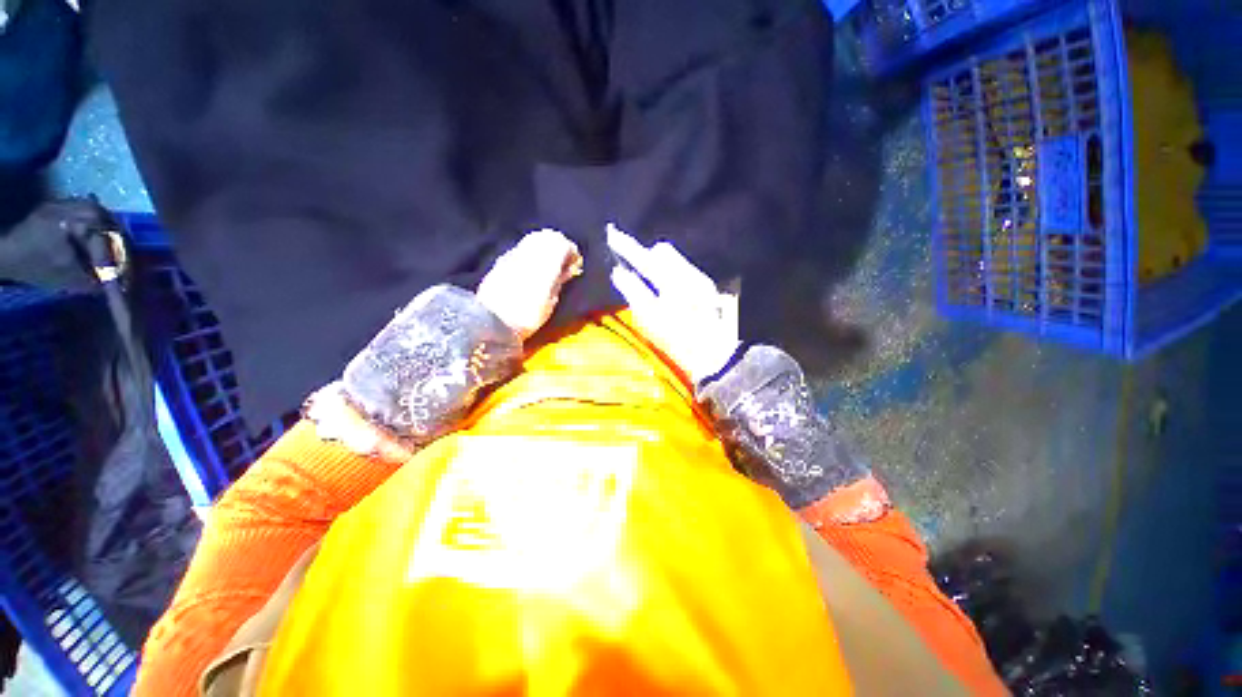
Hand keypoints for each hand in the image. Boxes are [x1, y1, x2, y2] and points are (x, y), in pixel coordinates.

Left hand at [477, 229, 582, 339]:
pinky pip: (522, 248)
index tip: (576, 265)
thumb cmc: (527, 317)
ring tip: (548, 265)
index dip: (572, 252)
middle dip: (558, 246)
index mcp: (545, 263)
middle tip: (564, 262)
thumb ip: (560, 281)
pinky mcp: (502, 260)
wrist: (491, 322)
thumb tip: (568, 269)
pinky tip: (532, 267)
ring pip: (533, 239)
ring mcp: (513, 254)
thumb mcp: (550, 302)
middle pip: (548, 236)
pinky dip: (531, 252)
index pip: (563, 244)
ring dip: (544, 247)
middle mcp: (529, 253)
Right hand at [607, 224, 739, 384]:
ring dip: (658, 264)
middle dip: (645, 254)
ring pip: (674, 260)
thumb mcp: (650, 319)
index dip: (626, 246)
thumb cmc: (677, 340)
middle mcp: (689, 274)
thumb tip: (619, 272)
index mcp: (674, 281)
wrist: (714, 356)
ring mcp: (700, 280)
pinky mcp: (706, 288)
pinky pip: (682, 270)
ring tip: (648, 279)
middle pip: (663, 251)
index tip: (612, 235)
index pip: (644, 257)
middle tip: (631, 263)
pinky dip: (669, 273)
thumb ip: (633, 291)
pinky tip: (666, 290)